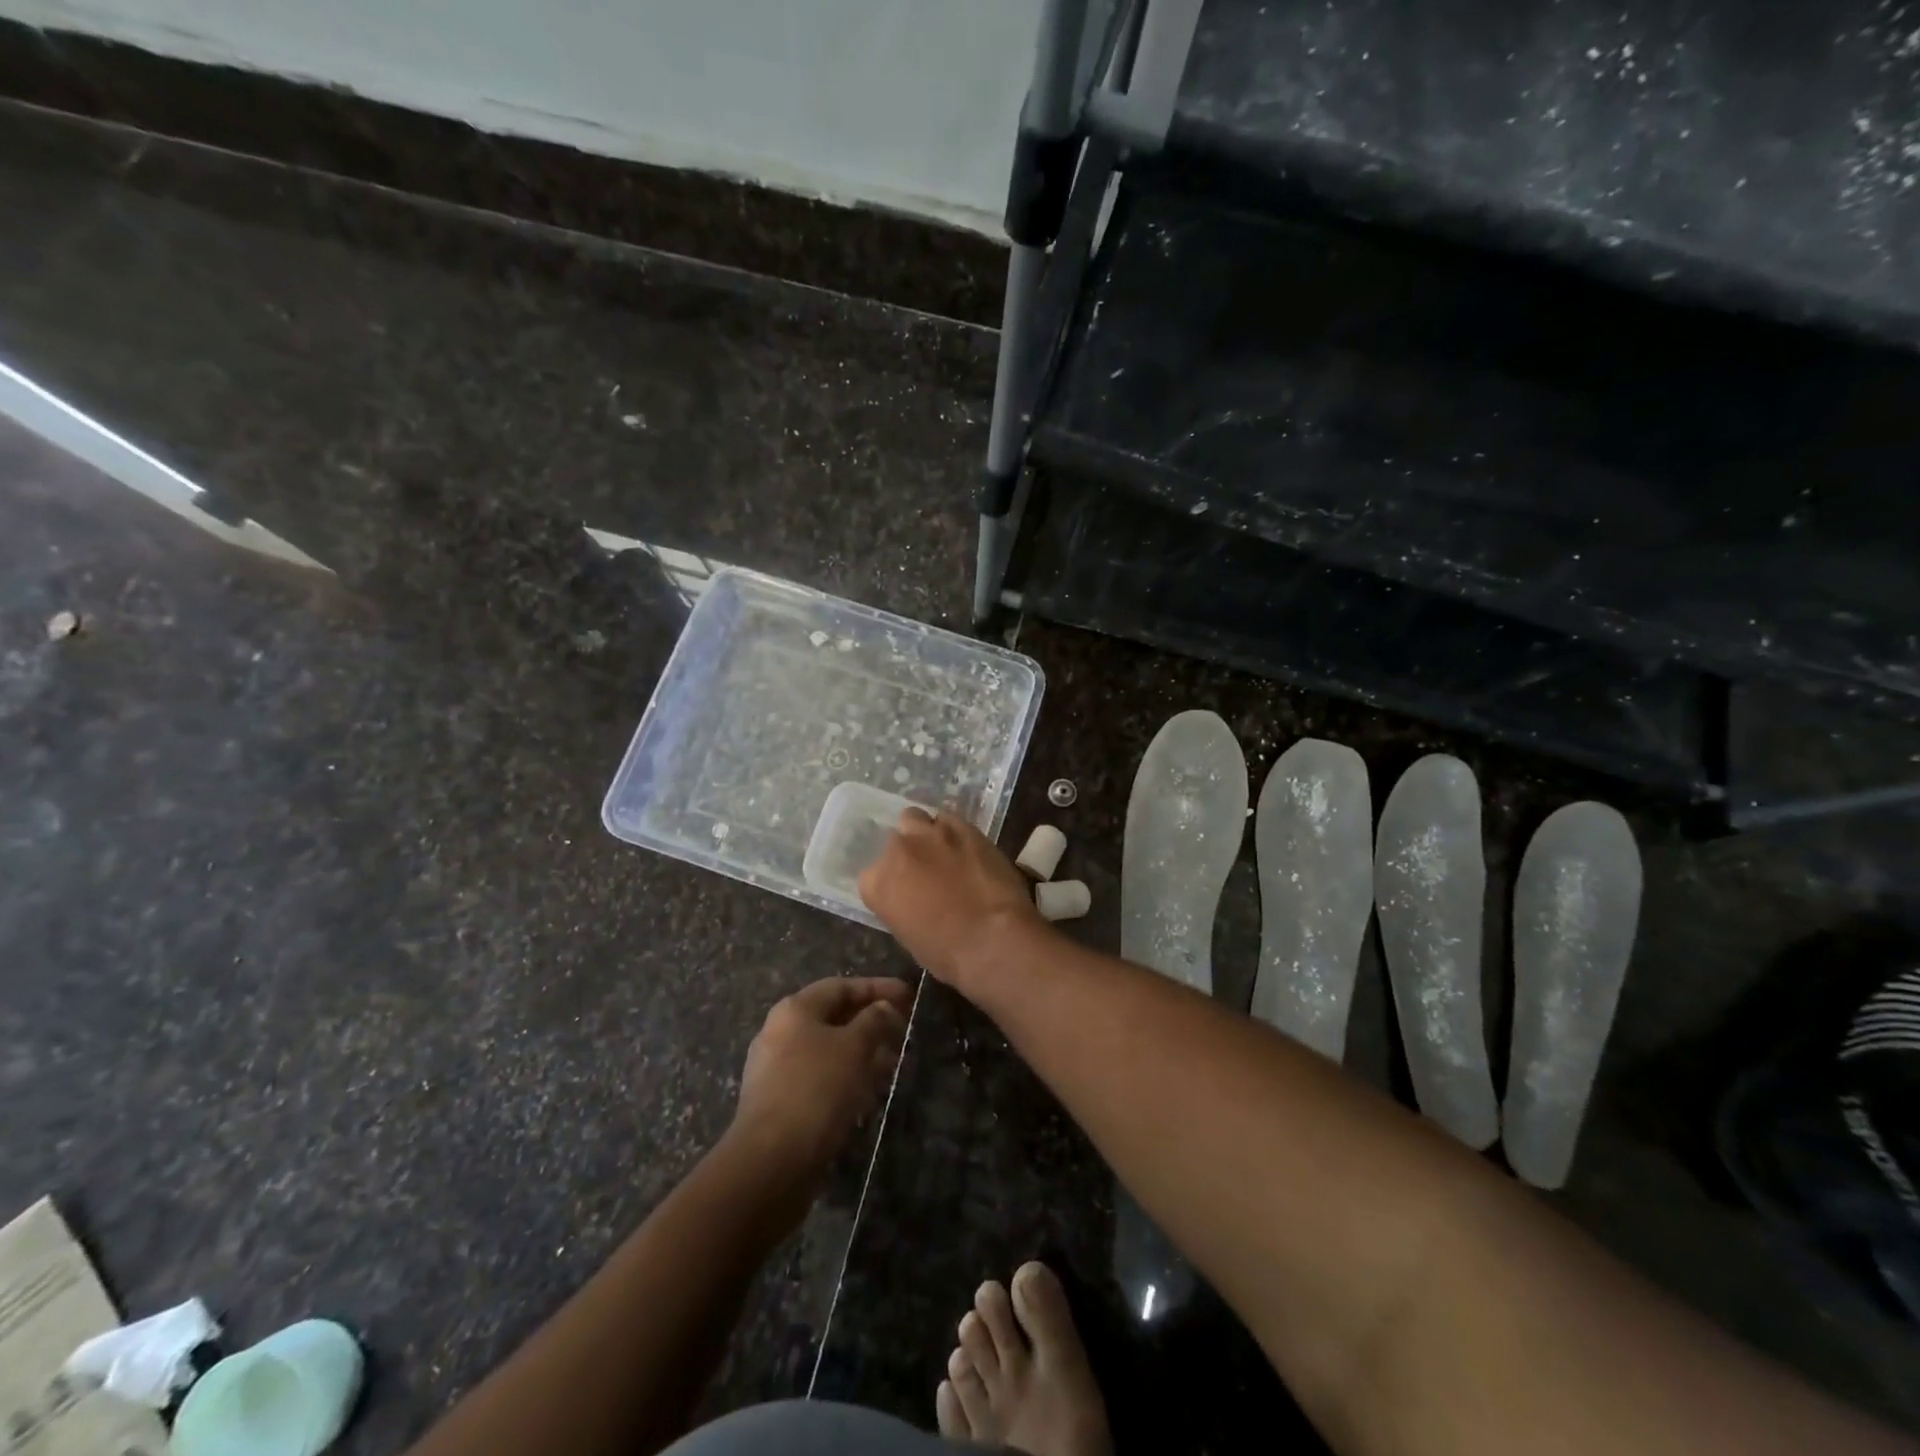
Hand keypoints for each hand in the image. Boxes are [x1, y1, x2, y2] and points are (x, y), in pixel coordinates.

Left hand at [732, 977, 911, 1185]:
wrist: (771, 1162)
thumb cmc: (817, 1090)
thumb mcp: (854, 1048)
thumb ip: (874, 1021)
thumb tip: (884, 1007)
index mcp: (794, 1010)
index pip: (842, 986)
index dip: (878, 988)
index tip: (910, 996)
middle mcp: (780, 1032)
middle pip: (834, 1017)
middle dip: (872, 1023)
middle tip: (904, 1032)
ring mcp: (776, 1069)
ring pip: (828, 1050)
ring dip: (862, 1053)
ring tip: (894, 1065)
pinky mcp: (779, 1102)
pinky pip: (819, 1078)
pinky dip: (846, 1079)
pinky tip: (869, 1094)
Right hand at [858, 810, 1047, 989]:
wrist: (993, 939)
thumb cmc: (947, 954)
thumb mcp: (908, 936)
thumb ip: (901, 905)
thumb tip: (914, 897)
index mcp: (876, 883)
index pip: (872, 875)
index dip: (891, 883)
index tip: (906, 893)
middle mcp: (897, 851)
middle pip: (895, 840)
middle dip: (908, 852)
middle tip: (926, 870)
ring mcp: (930, 834)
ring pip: (917, 819)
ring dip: (927, 833)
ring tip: (944, 851)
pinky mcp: (963, 826)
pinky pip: (950, 819)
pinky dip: (954, 831)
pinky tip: (967, 847)